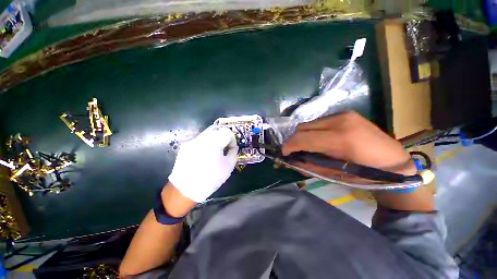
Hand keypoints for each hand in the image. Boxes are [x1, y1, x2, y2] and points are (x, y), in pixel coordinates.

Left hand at [168, 126, 237, 202]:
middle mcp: (202, 138)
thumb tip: (233, 147)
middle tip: (225, 148)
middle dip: (223, 137)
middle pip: (216, 129)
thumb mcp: (228, 167)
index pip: (227, 131)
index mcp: (214, 142)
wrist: (184, 190)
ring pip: (207, 134)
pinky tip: (204, 156)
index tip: (231, 148)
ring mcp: (192, 141)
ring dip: (215, 140)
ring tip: (215, 152)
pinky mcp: (185, 147)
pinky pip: (199, 140)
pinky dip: (206, 144)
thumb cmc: (210, 179)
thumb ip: (233, 153)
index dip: (232, 139)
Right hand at [282, 111, 415, 179]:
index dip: (289, 146)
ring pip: (309, 123)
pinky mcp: (345, 113)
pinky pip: (319, 122)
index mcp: (340, 139)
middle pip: (302, 127)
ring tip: (308, 146)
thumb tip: (291, 161)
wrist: (394, 162)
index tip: (284, 153)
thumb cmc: (366, 175)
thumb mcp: (334, 174)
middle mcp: (340, 121)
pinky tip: (320, 139)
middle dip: (294, 140)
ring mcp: (343, 114)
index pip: (303, 138)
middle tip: (295, 151)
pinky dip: (313, 131)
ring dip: (304, 135)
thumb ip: (309, 165)